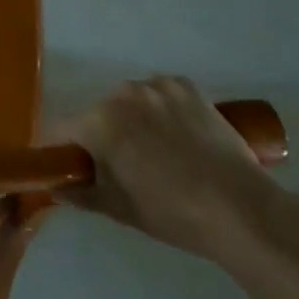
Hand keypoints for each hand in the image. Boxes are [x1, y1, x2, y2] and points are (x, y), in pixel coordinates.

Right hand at [62, 75, 282, 261]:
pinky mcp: (186, 86)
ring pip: (131, 102)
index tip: (71, 168)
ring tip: (159, 152)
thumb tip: (55, 187)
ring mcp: (157, 85)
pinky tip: (180, 136)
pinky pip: (161, 94)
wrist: (243, 210)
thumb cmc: (174, 212)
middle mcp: (122, 92)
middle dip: (103, 135)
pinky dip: (163, 110)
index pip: (62, 130)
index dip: (62, 150)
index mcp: (100, 121)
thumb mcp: (121, 210)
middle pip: (98, 113)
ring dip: (133, 120)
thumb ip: (81, 194)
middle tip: (123, 168)